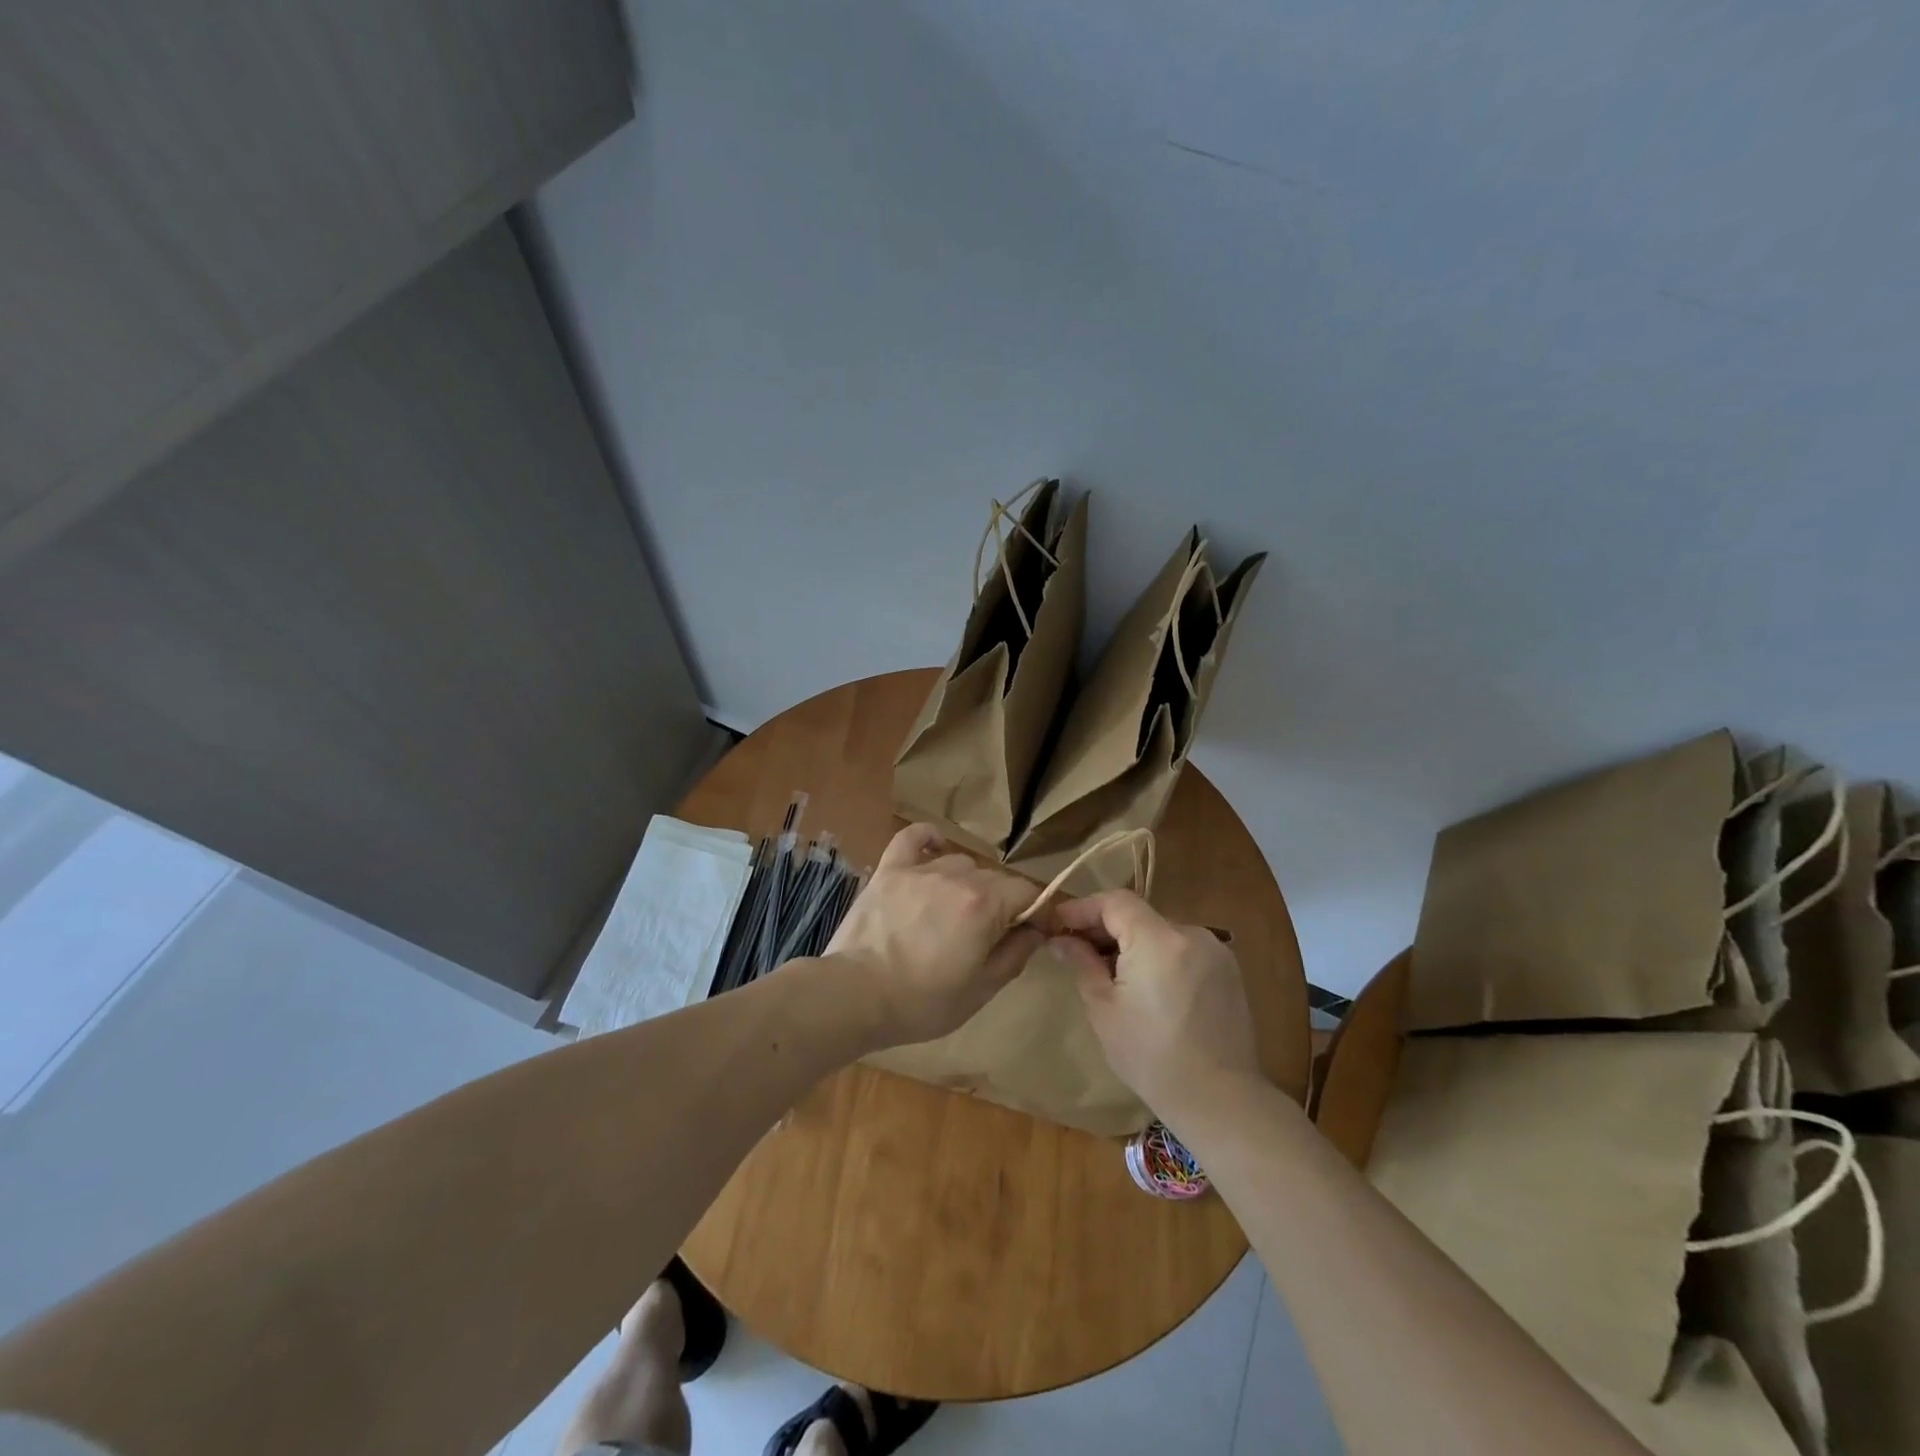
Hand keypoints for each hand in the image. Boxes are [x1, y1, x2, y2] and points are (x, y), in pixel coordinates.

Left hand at [824, 824, 1045, 1047]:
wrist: (855, 995)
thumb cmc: (923, 1002)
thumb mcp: (982, 989)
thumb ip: (1016, 953)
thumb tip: (1036, 930)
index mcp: (985, 905)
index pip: (1027, 892)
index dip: (1036, 912)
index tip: (1031, 933)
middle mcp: (957, 876)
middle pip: (995, 879)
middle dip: (1002, 903)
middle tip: (988, 936)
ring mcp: (920, 869)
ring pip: (960, 863)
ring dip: (967, 884)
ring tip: (954, 913)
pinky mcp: (889, 870)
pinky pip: (912, 838)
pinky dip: (927, 839)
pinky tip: (934, 848)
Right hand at [1047, 890, 1260, 1116]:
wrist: (1220, 1100)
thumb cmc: (1151, 1057)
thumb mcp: (1104, 1010)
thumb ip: (1081, 963)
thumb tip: (1060, 939)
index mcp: (1158, 940)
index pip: (1115, 901)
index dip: (1083, 908)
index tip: (1058, 925)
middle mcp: (1191, 933)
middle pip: (1139, 915)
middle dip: (1105, 928)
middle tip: (1076, 951)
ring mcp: (1215, 951)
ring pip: (1160, 932)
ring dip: (1133, 943)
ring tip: (1111, 974)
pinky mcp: (1228, 970)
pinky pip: (1183, 950)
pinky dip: (1159, 957)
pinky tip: (1147, 988)